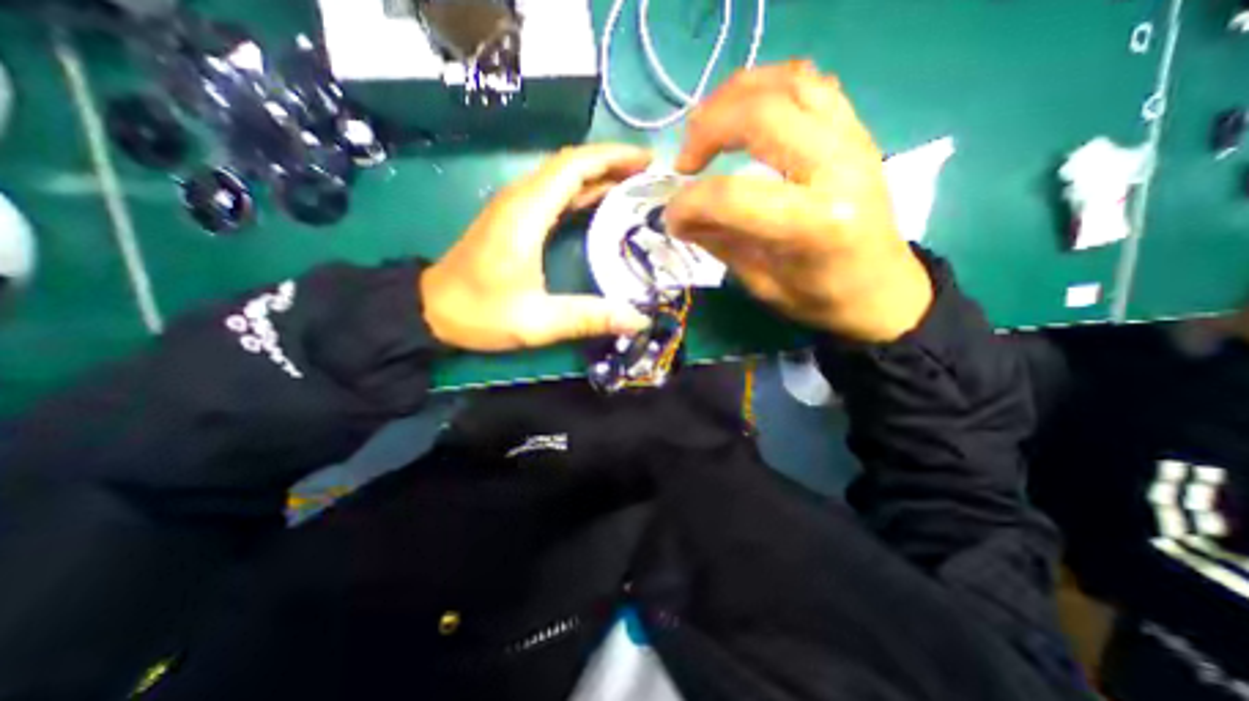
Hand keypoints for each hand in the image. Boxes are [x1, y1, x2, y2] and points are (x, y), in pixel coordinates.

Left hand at [420, 144, 653, 349]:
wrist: (430, 310)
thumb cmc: (480, 313)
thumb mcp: (538, 322)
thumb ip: (589, 318)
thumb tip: (639, 320)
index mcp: (526, 213)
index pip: (574, 166)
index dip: (614, 158)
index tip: (648, 161)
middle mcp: (520, 199)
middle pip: (571, 164)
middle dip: (613, 163)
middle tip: (651, 176)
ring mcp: (515, 207)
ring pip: (563, 177)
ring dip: (599, 176)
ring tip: (635, 186)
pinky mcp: (514, 219)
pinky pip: (554, 194)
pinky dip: (582, 192)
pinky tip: (602, 205)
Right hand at [670, 64, 931, 342]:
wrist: (882, 289)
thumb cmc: (820, 298)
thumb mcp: (761, 283)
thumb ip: (719, 242)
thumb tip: (678, 216)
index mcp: (816, 224)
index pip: (733, 196)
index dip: (689, 203)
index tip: (671, 218)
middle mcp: (838, 169)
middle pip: (761, 116)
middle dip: (706, 130)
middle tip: (684, 162)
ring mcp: (852, 140)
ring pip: (786, 82)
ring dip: (732, 97)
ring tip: (705, 129)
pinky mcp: (855, 130)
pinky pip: (808, 83)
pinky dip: (765, 87)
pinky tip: (743, 114)